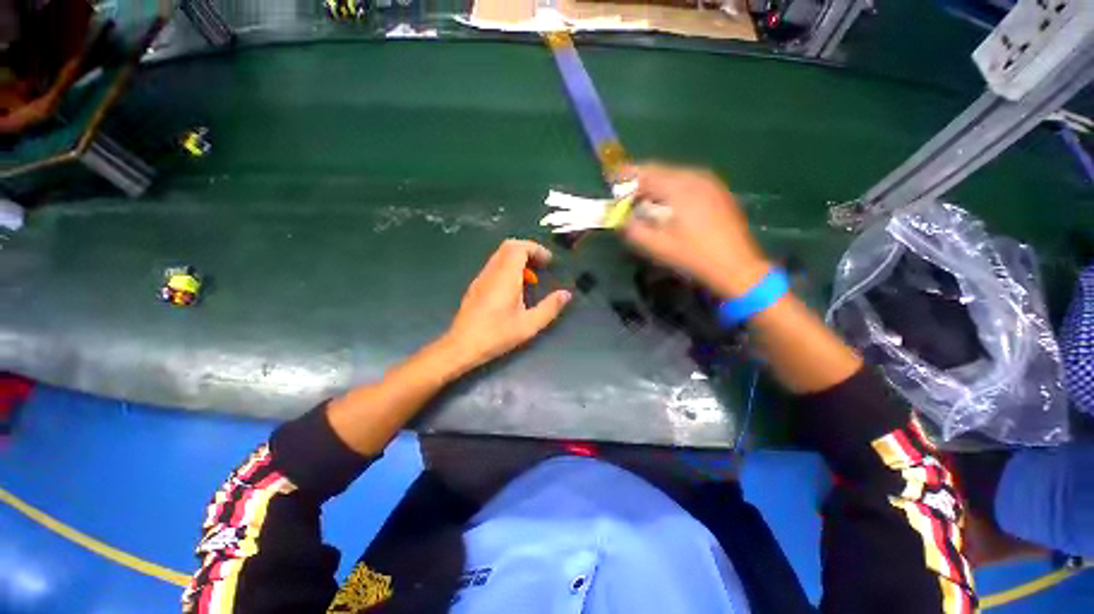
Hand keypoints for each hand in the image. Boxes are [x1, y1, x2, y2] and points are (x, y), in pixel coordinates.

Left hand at [442, 239, 571, 370]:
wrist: (462, 346)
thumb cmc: (497, 335)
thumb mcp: (529, 325)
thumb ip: (550, 307)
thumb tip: (566, 294)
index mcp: (505, 277)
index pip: (519, 248)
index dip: (536, 249)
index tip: (549, 262)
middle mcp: (492, 272)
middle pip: (509, 246)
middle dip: (529, 250)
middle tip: (542, 265)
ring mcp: (481, 277)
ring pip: (500, 255)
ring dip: (518, 259)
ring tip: (532, 278)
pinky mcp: (476, 285)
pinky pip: (494, 266)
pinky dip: (509, 267)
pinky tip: (515, 288)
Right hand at [622, 164, 771, 297]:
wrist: (737, 267)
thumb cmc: (693, 256)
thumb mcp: (657, 246)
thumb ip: (633, 229)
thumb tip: (619, 218)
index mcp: (681, 186)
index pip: (646, 172)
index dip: (625, 175)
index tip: (610, 180)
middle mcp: (696, 177)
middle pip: (660, 171)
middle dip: (639, 182)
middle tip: (624, 196)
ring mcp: (710, 183)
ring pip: (673, 176)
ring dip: (654, 187)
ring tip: (641, 202)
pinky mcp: (717, 192)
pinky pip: (686, 183)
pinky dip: (669, 190)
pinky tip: (665, 206)